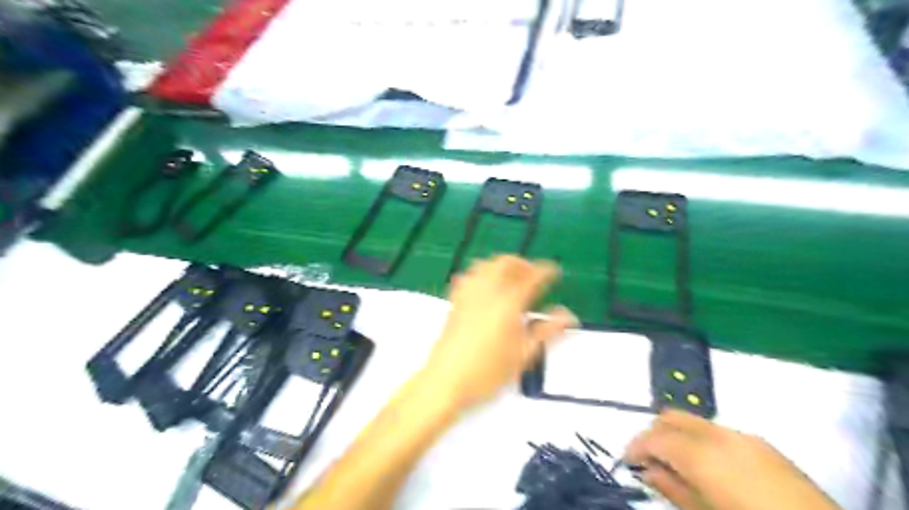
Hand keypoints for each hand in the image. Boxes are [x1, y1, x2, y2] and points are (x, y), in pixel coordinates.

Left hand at [419, 255, 573, 410]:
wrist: (446, 381)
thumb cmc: (488, 372)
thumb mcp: (523, 354)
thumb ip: (546, 331)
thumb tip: (569, 316)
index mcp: (508, 303)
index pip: (531, 277)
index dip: (546, 271)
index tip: (556, 271)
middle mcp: (487, 292)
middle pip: (506, 263)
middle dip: (523, 263)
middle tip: (534, 275)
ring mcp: (468, 294)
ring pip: (486, 265)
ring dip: (502, 265)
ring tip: (513, 278)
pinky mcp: (454, 301)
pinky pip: (470, 276)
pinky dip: (482, 273)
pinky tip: (487, 286)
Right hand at [631, 411, 840, 509]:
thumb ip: (671, 489)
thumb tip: (648, 471)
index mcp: (701, 454)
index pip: (654, 438)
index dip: (635, 446)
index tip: (628, 461)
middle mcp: (718, 434)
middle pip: (671, 418)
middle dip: (653, 433)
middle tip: (648, 459)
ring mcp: (743, 435)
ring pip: (694, 420)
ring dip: (677, 434)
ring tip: (676, 462)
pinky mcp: (762, 443)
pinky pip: (718, 430)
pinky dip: (701, 439)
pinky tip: (708, 464)